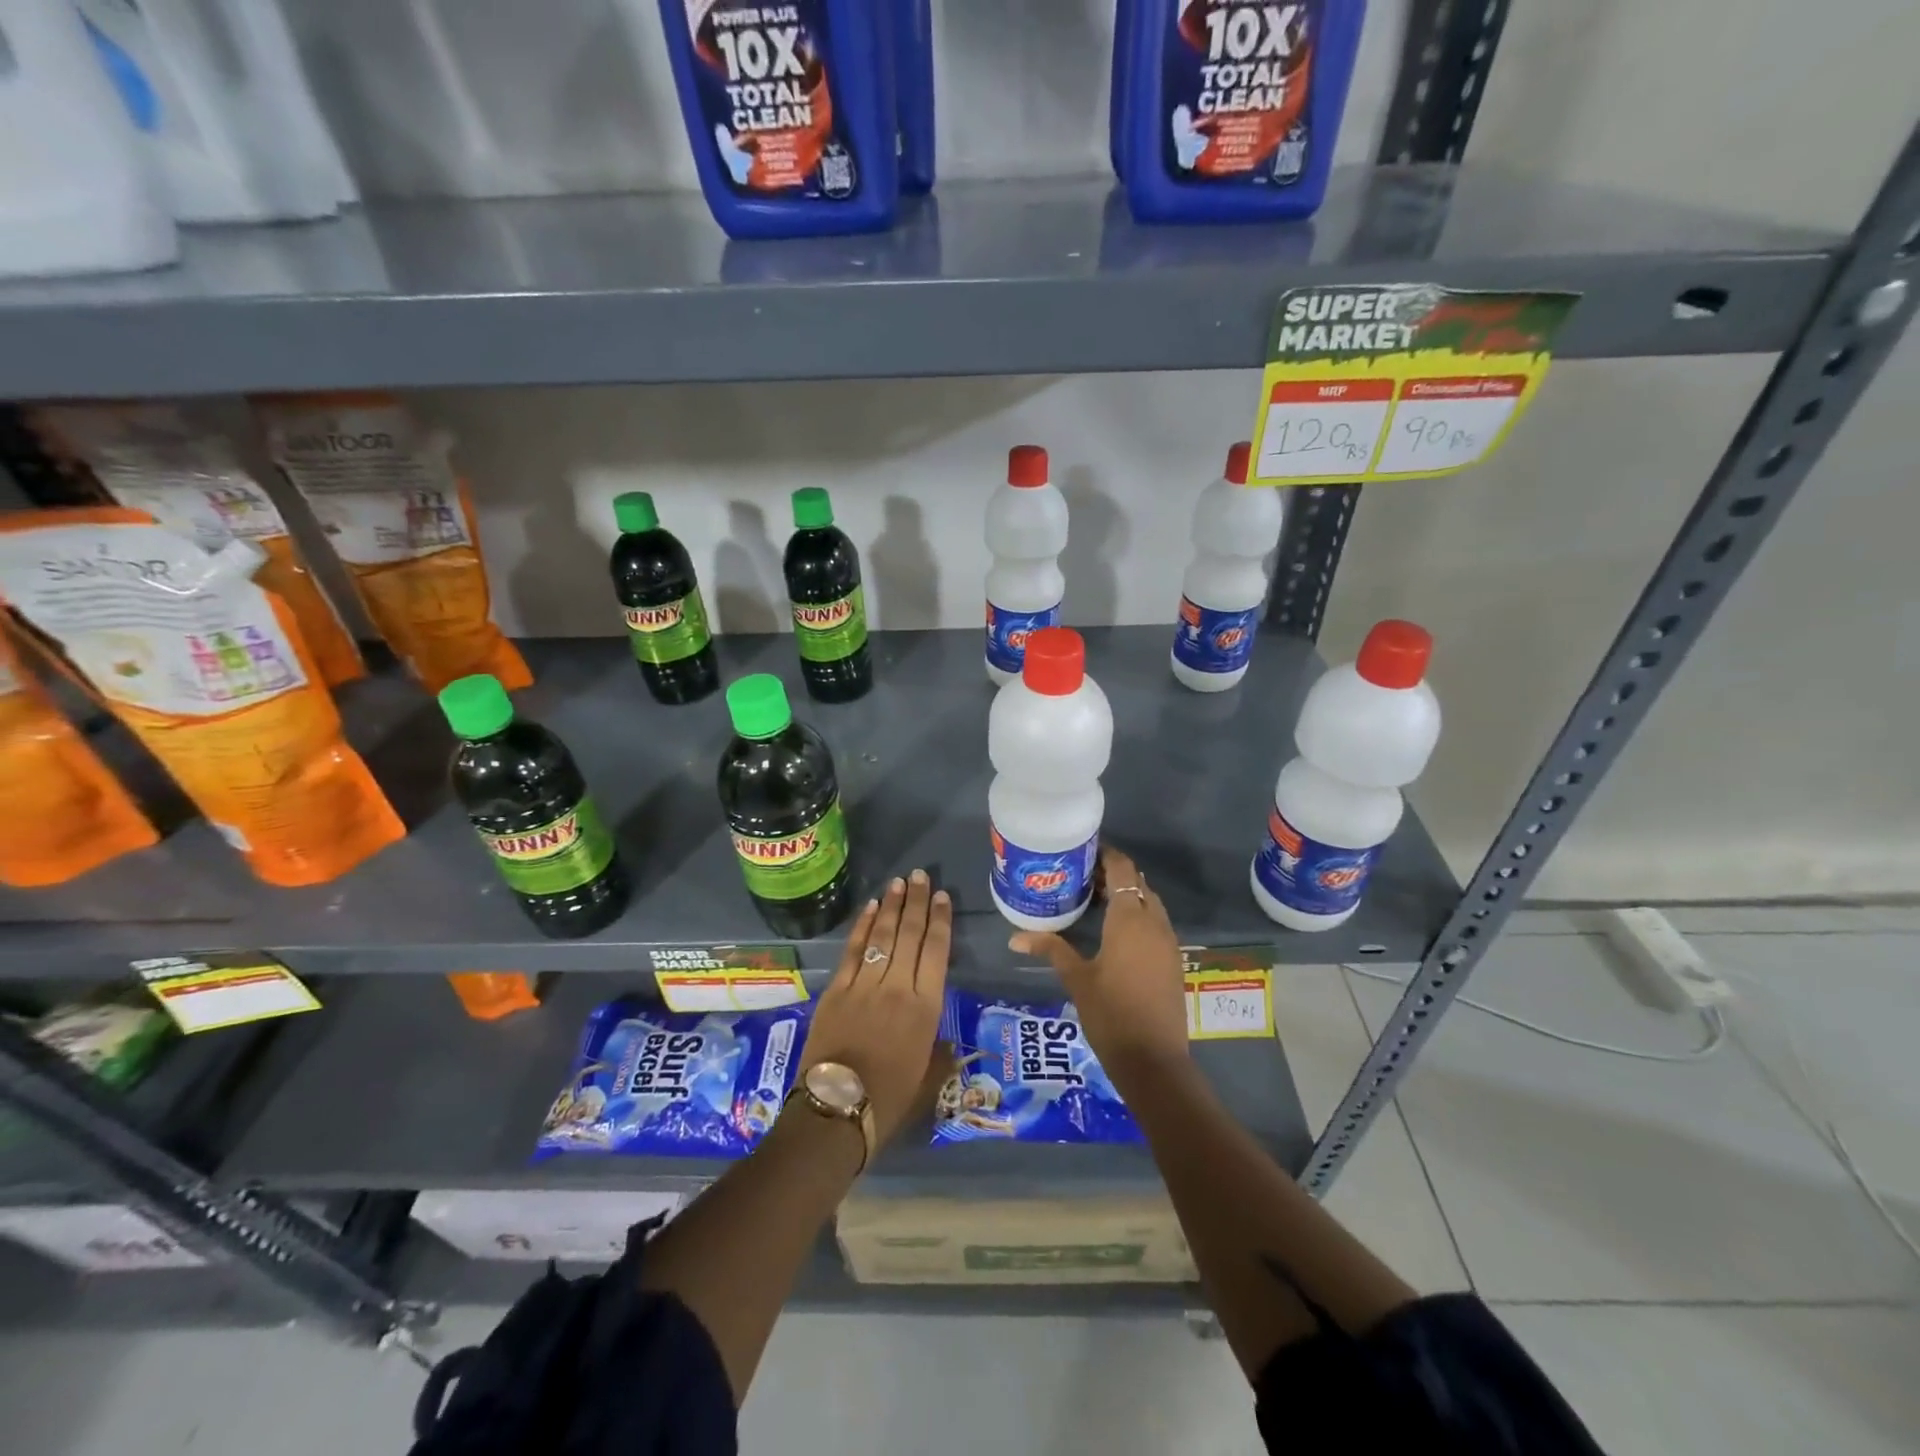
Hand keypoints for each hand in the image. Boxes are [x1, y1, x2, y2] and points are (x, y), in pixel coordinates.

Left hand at [797, 870, 951, 1147]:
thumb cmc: (889, 1100)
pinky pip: (853, 950)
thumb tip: (949, 1045)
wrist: (836, 1112)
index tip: (942, 897)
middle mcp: (898, 987)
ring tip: (899, 883)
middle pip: (910, 935)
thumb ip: (940, 1056)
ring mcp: (865, 985)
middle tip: (921, 876)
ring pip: (882, 936)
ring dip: (891, 906)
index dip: (940, 921)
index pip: (937, 951)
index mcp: (926, 1008)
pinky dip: (862, 926)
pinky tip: (870, 908)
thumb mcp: (927, 1081)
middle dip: (917, 902)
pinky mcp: (837, 990)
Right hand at [1010, 845, 1188, 1079]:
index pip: (1122, 869)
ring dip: (1128, 894)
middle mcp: (1154, 921)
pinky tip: (1115, 930)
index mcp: (1130, 918)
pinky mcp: (1172, 959)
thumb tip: (1014, 936)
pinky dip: (1138, 914)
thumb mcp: (1077, 978)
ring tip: (1096, 899)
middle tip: (1082, 876)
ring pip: (1149, 902)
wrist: (1154, 1060)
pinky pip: (1156, 922)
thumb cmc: (1110, 1013)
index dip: (1105, 855)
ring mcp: (1168, 941)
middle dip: (1113, 874)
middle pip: (1137, 882)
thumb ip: (1050, 948)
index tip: (1082, 852)